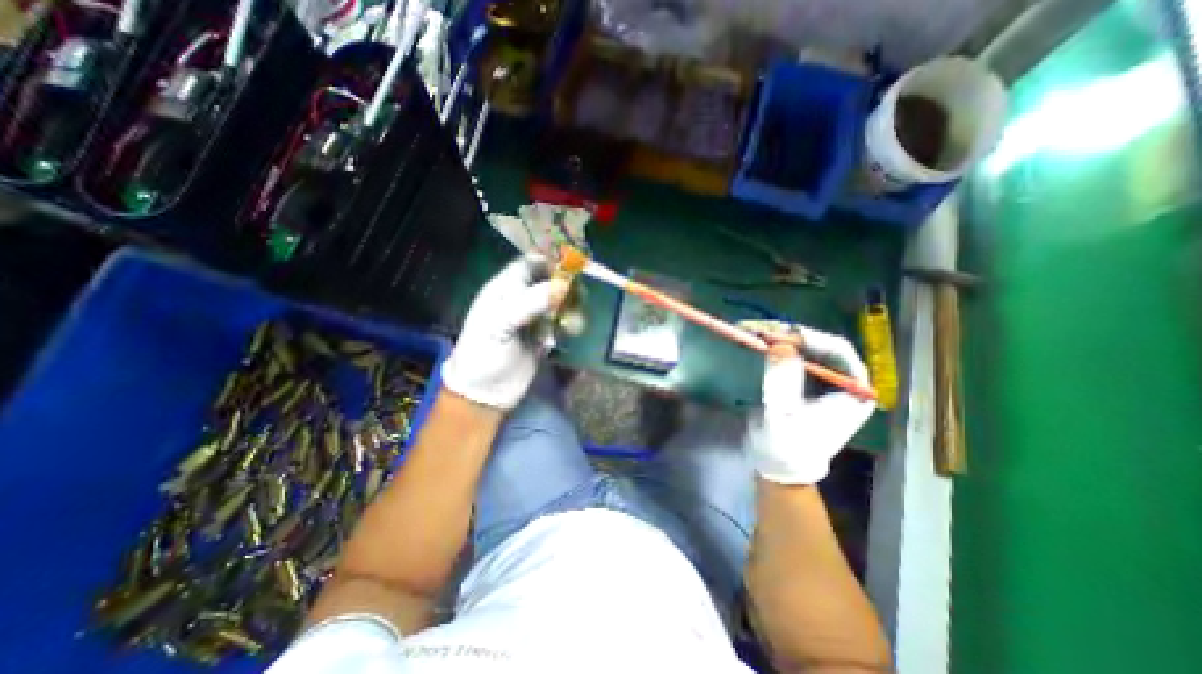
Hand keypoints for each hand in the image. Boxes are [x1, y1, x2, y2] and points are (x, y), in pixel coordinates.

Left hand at [442, 253, 569, 407]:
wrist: (486, 392)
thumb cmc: (484, 354)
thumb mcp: (499, 325)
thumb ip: (528, 303)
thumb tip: (561, 286)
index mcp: (503, 289)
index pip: (528, 264)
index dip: (548, 261)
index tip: (571, 266)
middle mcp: (521, 299)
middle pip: (549, 281)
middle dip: (565, 285)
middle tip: (578, 295)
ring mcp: (534, 318)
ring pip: (559, 301)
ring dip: (570, 307)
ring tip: (571, 322)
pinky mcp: (546, 335)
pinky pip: (563, 322)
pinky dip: (569, 324)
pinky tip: (567, 334)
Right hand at [743, 323, 873, 485]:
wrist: (778, 465)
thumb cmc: (785, 447)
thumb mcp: (781, 417)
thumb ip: (782, 381)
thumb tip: (780, 345)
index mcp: (852, 392)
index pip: (838, 351)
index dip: (810, 339)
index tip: (780, 335)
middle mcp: (841, 380)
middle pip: (818, 344)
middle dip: (787, 334)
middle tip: (758, 328)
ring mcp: (821, 378)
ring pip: (802, 346)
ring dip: (776, 336)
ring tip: (751, 330)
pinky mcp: (802, 379)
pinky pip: (790, 354)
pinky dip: (771, 345)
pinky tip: (754, 340)